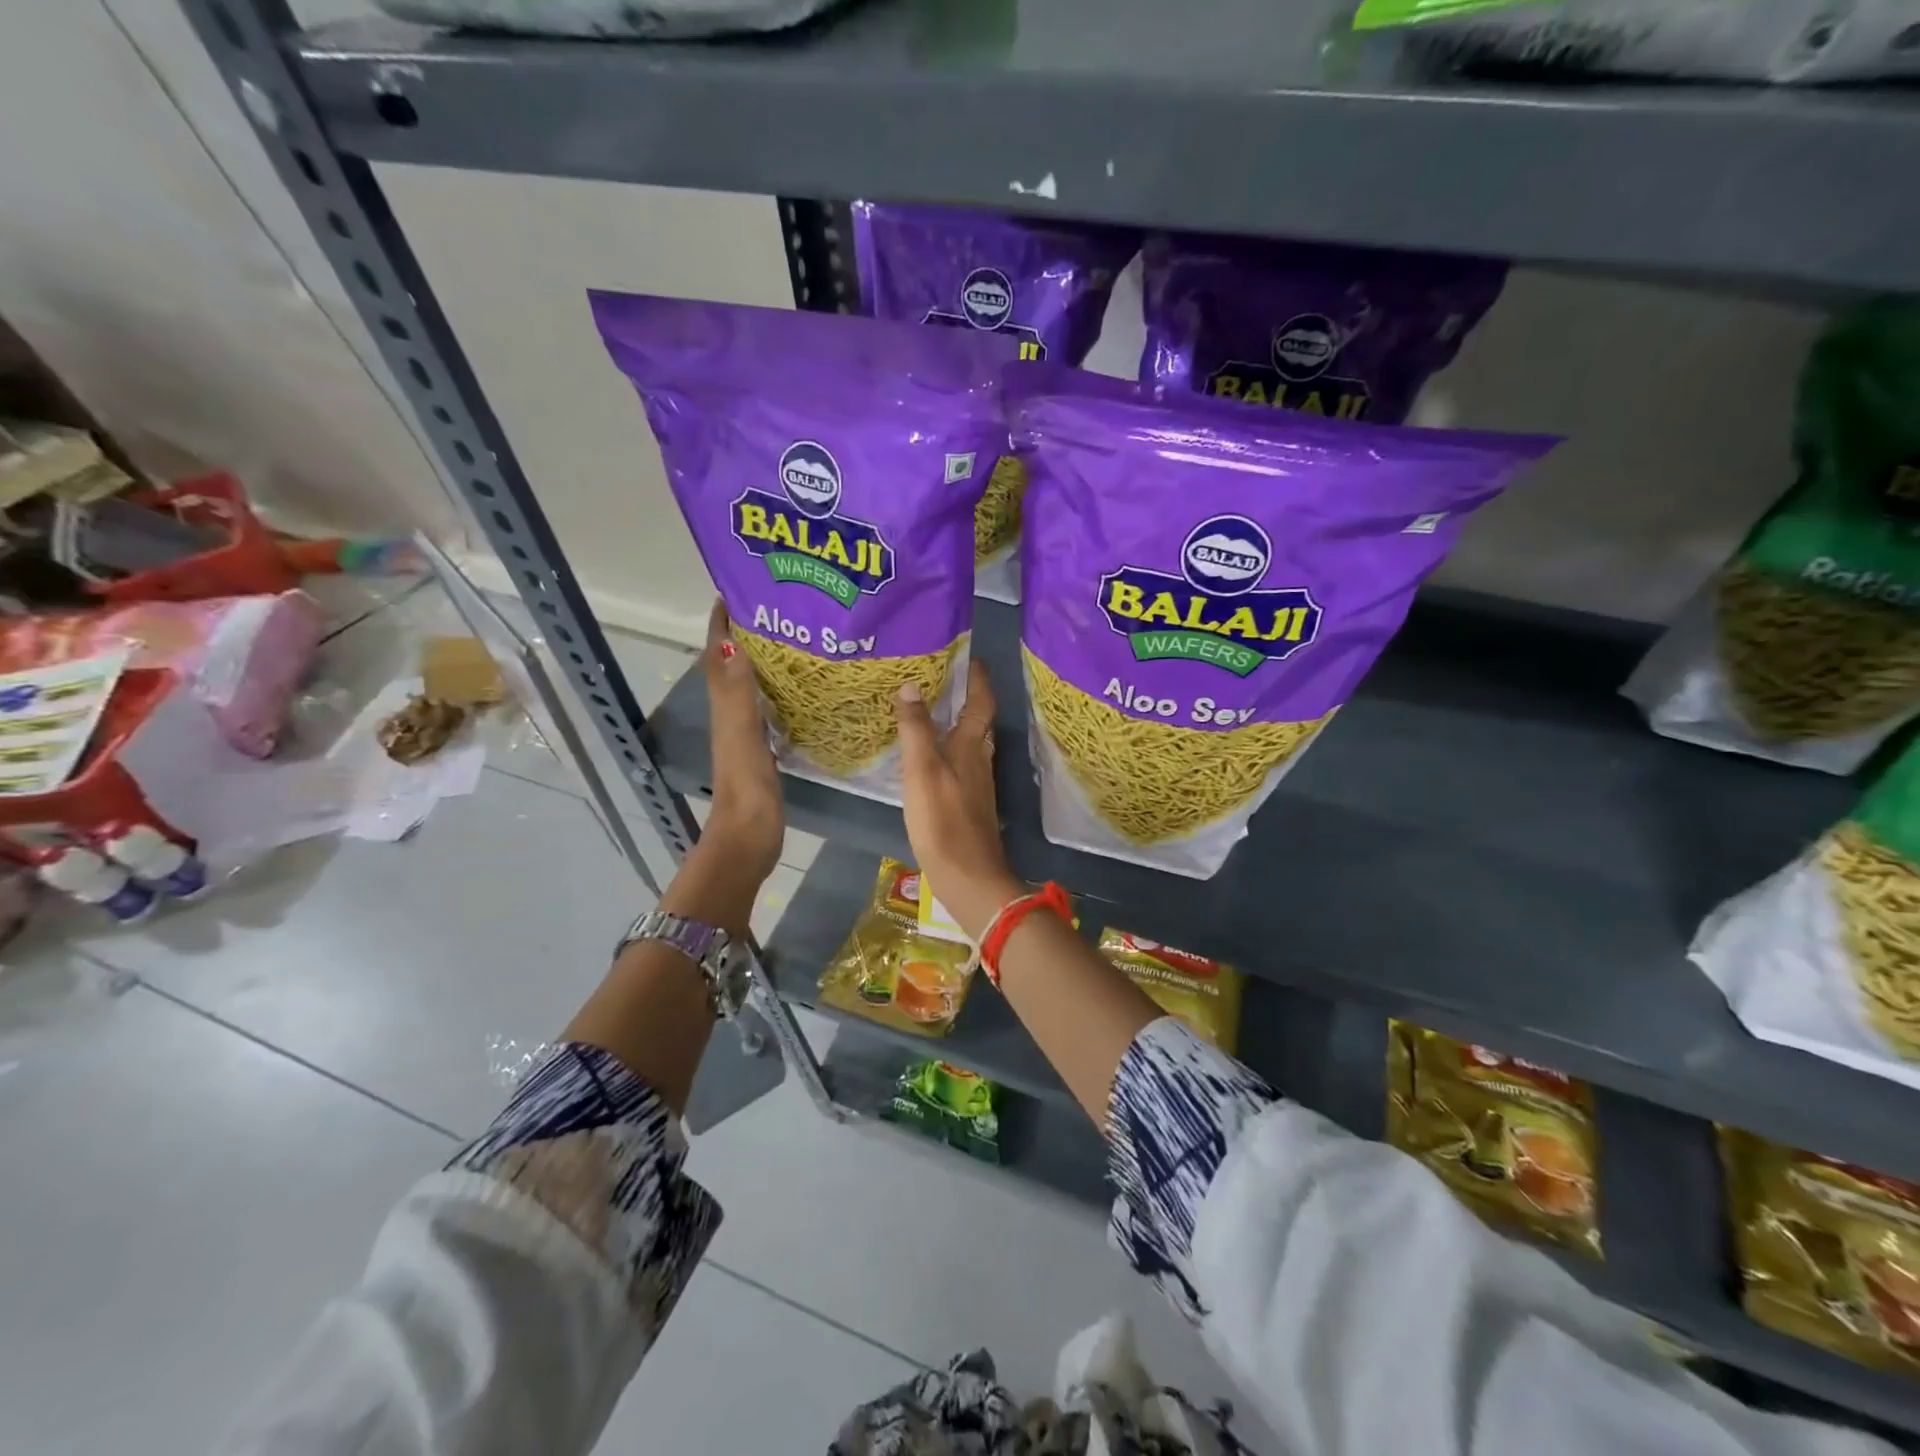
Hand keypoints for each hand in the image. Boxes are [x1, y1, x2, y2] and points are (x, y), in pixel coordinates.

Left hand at [701, 599, 782, 883]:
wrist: (749, 838)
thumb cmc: (746, 787)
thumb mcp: (741, 734)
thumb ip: (738, 692)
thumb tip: (736, 641)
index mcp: (724, 707)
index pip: (719, 655)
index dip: (722, 624)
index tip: (736, 591)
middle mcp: (731, 714)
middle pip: (734, 665)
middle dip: (747, 634)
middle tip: (778, 610)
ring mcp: (747, 733)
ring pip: (751, 686)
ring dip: (763, 661)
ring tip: (795, 640)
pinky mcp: (764, 750)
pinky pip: (769, 709)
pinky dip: (779, 692)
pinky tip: (802, 690)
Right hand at [894, 660, 1019, 939]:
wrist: (968, 875)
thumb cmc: (943, 820)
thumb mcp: (921, 770)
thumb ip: (916, 729)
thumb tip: (911, 686)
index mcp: (970, 747)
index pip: (980, 704)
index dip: (979, 680)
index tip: (973, 658)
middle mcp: (980, 761)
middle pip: (980, 723)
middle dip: (970, 699)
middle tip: (950, 680)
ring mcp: (978, 785)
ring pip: (973, 745)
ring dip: (961, 725)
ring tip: (939, 712)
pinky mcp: (971, 806)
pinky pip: (964, 766)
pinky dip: (952, 752)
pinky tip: (936, 759)